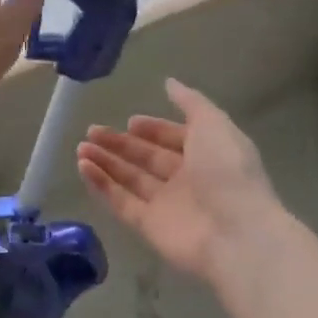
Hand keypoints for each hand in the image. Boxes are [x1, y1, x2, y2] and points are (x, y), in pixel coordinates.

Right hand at [77, 79, 294, 287]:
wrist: (236, 234)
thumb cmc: (227, 171)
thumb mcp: (213, 124)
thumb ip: (190, 102)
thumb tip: (169, 82)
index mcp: (206, 155)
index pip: (174, 139)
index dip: (153, 129)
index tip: (129, 121)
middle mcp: (186, 180)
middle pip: (147, 159)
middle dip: (120, 144)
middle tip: (92, 130)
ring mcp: (167, 205)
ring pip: (130, 179)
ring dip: (106, 162)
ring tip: (81, 147)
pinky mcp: (149, 227)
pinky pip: (121, 202)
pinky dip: (102, 185)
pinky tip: (83, 167)